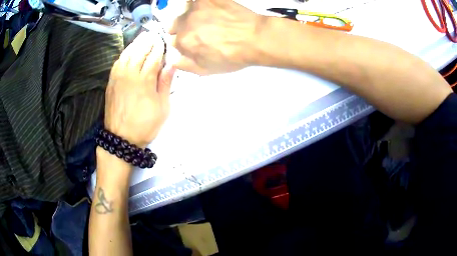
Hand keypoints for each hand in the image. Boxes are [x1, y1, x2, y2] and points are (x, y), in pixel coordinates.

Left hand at [104, 32, 175, 147]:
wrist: (121, 138)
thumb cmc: (145, 125)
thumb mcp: (162, 108)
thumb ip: (166, 84)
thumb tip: (171, 65)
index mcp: (145, 80)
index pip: (154, 56)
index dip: (160, 48)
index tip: (164, 42)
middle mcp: (130, 73)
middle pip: (140, 51)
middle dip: (148, 42)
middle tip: (154, 35)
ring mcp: (118, 77)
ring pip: (127, 54)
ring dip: (136, 44)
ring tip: (143, 38)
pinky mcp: (111, 82)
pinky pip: (118, 62)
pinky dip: (125, 54)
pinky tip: (129, 51)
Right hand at [169, 0, 265, 74]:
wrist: (255, 38)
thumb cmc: (232, 56)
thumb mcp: (207, 70)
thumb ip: (185, 65)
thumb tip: (172, 60)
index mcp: (183, 41)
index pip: (174, 41)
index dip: (184, 43)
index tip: (194, 43)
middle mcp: (185, 22)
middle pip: (175, 24)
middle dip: (183, 28)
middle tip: (200, 30)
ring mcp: (197, 7)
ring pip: (185, 10)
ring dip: (191, 15)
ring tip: (207, 18)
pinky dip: (201, 4)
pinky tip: (211, 8)